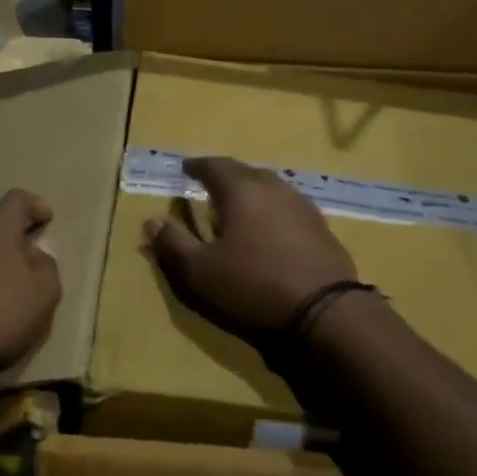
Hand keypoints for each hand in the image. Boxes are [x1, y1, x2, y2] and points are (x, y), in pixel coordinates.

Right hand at [143, 157, 358, 336]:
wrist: (325, 310)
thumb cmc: (254, 285)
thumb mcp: (201, 272)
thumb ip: (173, 244)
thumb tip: (151, 221)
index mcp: (241, 190)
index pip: (214, 166)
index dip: (197, 166)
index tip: (185, 168)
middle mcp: (273, 187)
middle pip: (244, 171)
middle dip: (224, 174)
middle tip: (209, 182)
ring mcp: (301, 205)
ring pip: (270, 185)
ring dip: (251, 189)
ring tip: (239, 201)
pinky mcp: (320, 226)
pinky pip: (288, 204)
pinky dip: (271, 207)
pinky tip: (270, 224)